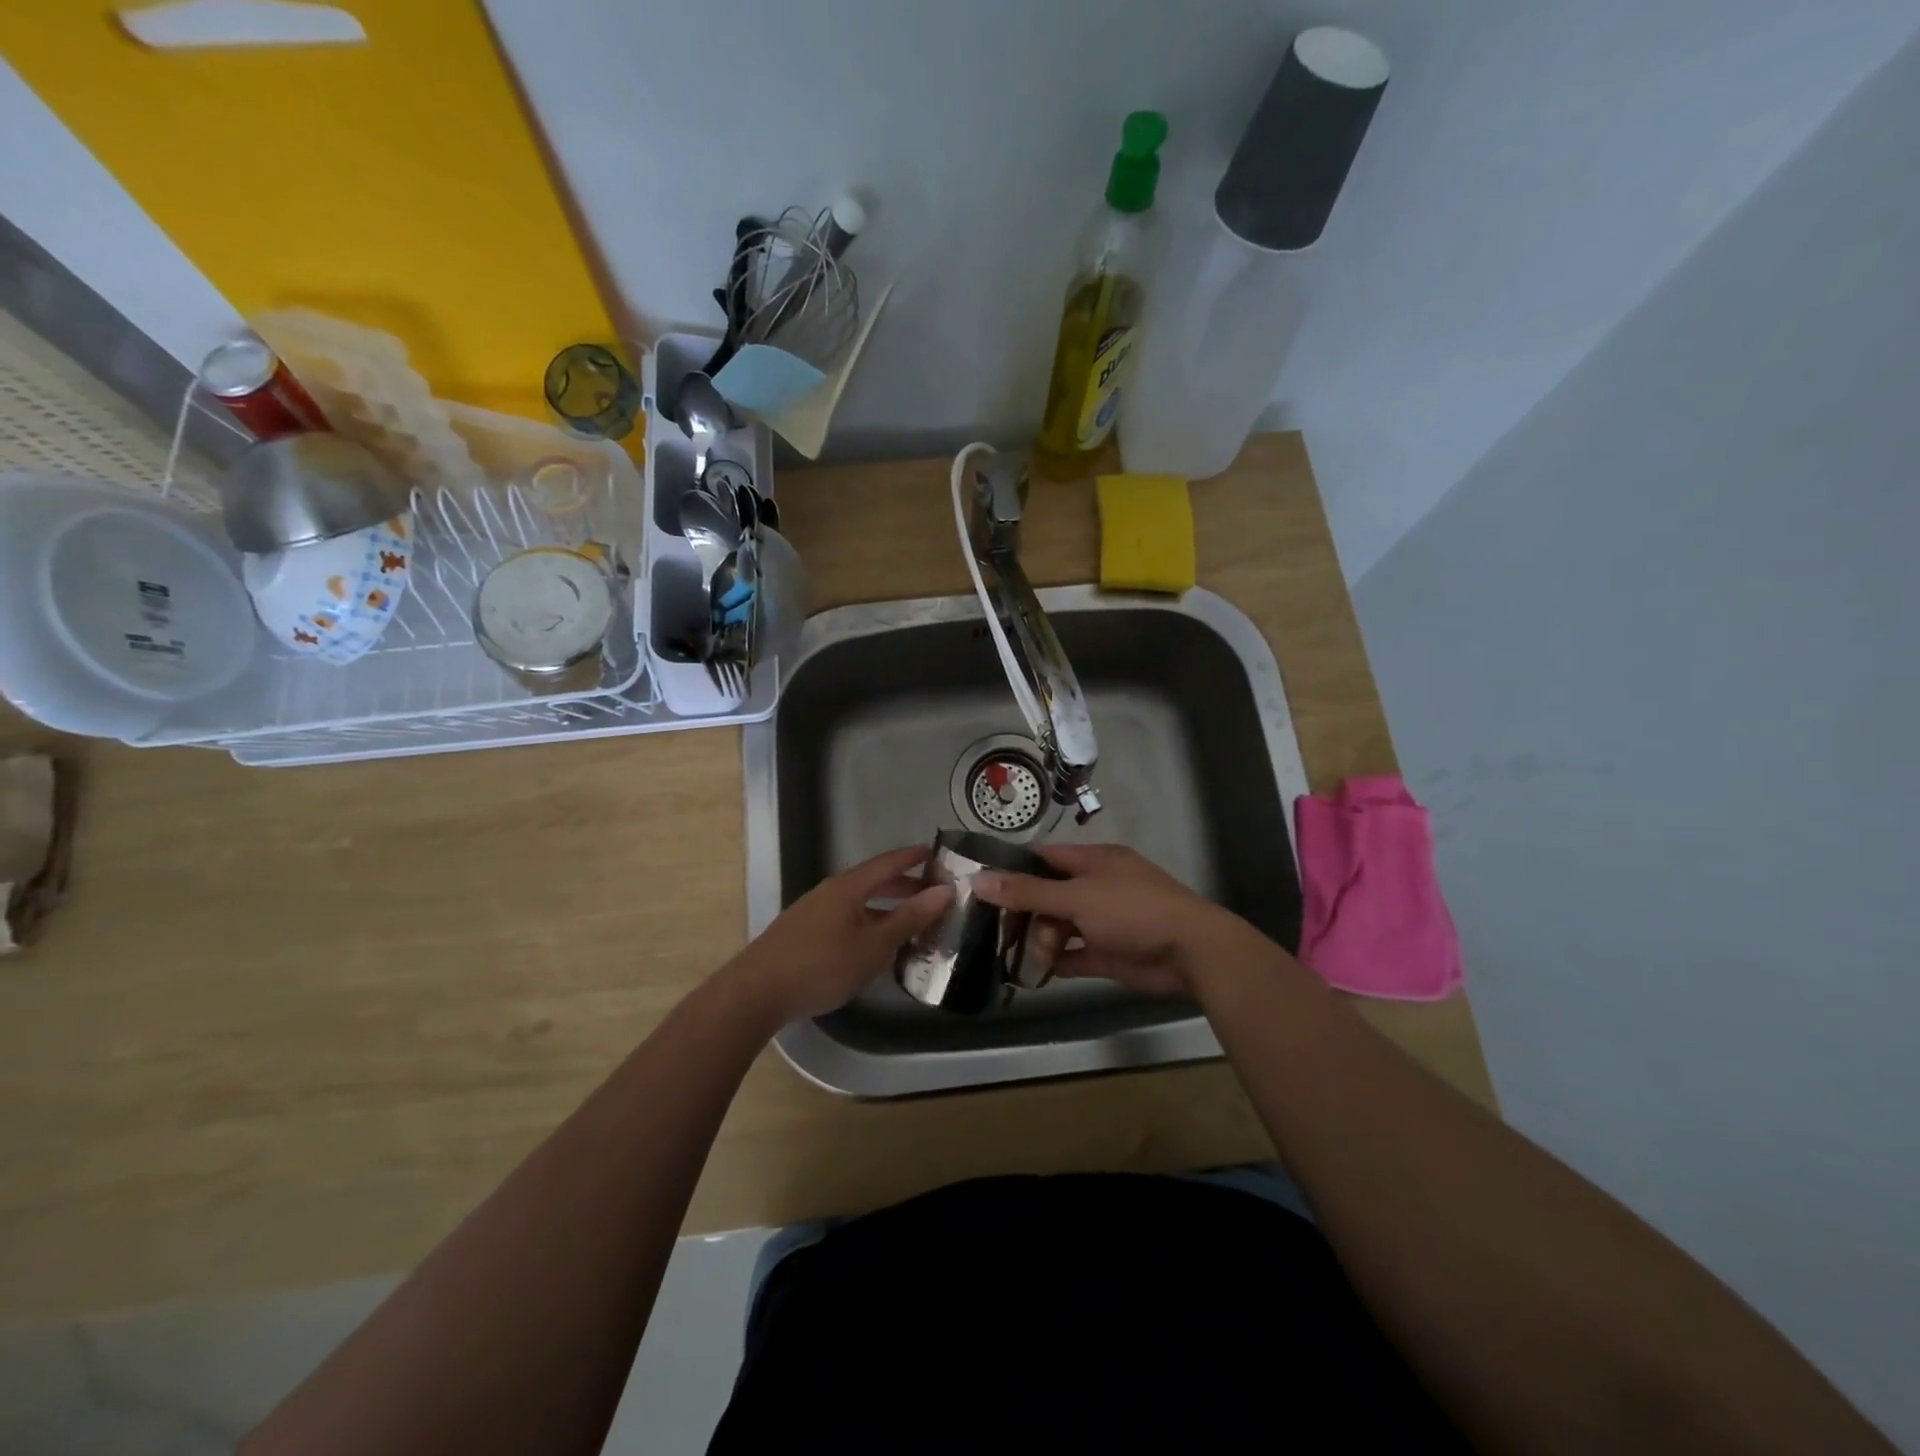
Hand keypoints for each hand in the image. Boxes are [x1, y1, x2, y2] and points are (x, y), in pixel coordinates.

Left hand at [723, 846, 953, 1024]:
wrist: (757, 992)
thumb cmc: (822, 965)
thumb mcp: (874, 945)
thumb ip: (909, 918)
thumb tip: (944, 890)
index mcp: (848, 887)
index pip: (887, 863)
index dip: (911, 857)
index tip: (935, 852)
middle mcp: (829, 892)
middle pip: (872, 881)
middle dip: (903, 886)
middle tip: (931, 893)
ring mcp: (813, 912)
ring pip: (857, 902)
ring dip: (885, 907)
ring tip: (909, 921)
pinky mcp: (802, 933)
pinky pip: (844, 917)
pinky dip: (867, 921)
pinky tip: (872, 943)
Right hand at [973, 843, 1247, 996]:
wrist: (1191, 953)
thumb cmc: (1133, 911)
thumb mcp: (1076, 897)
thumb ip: (1028, 892)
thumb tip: (978, 879)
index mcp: (1094, 862)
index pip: (1045, 857)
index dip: (1015, 869)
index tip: (984, 886)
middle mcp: (1098, 887)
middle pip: (1049, 895)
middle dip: (1028, 913)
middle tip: (1005, 932)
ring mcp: (1105, 921)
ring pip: (1061, 926)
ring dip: (1044, 940)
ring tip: (1038, 955)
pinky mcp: (1111, 953)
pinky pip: (1076, 954)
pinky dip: (1060, 961)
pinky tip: (1041, 971)